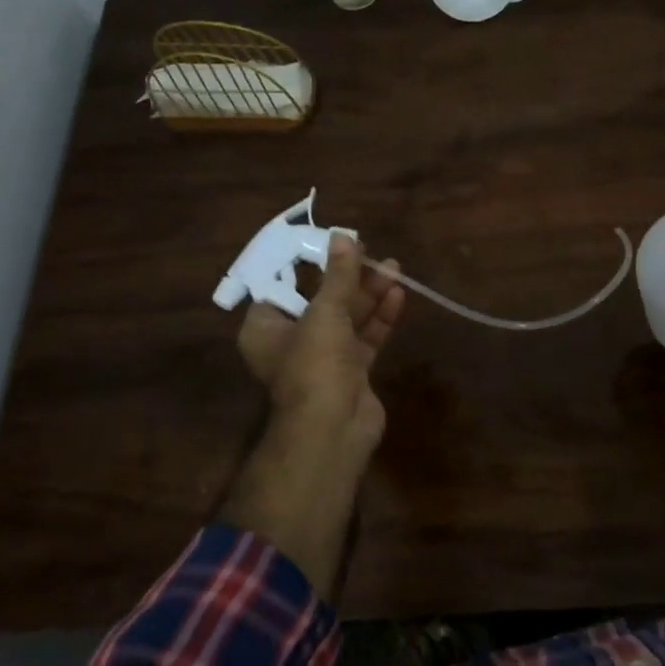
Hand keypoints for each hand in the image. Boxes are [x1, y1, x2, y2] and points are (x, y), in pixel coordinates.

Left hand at [238, 233, 403, 468]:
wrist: (333, 429)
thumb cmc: (314, 364)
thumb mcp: (325, 312)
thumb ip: (338, 275)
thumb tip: (343, 236)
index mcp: (266, 328)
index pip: (282, 288)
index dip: (307, 266)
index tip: (332, 246)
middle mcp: (291, 342)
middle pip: (321, 301)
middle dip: (349, 278)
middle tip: (372, 253)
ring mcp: (323, 359)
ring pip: (347, 318)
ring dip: (369, 295)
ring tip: (394, 268)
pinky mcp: (351, 372)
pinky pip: (365, 337)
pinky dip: (379, 318)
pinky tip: (398, 296)